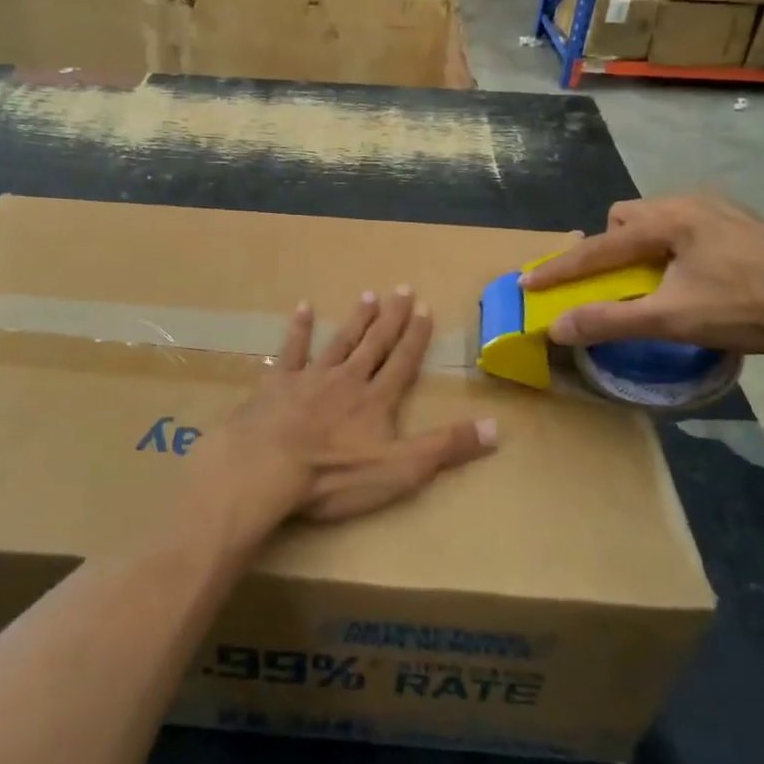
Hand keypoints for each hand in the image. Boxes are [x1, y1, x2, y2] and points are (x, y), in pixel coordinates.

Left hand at [191, 288, 497, 531]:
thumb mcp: (401, 469)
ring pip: (339, 342)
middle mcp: (347, 380)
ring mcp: (310, 378)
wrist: (267, 466)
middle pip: (374, 344)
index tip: (424, 308)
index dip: (415, 337)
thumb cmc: (335, 475)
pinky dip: (299, 329)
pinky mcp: (277, 385)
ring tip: (368, 295)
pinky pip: (291, 350)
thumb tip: (497, 427)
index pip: (402, 362)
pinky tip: (303, 308)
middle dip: (391, 318)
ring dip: (355, 320)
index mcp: (376, 400)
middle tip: (402, 288)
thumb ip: (446, 447)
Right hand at [520, 194, 763, 355]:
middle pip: (625, 217)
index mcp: (666, 221)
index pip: (598, 246)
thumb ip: (611, 321)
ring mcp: (718, 208)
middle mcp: (687, 203)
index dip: (560, 267)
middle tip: (613, 280)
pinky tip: (693, 273)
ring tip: (653, 278)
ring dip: (641, 245)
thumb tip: (557, 327)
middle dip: (609, 246)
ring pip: (657, 218)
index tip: (527, 280)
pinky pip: (685, 224)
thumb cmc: (746, 306)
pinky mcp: (740, 221)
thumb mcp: (672, 318)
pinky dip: (671, 245)